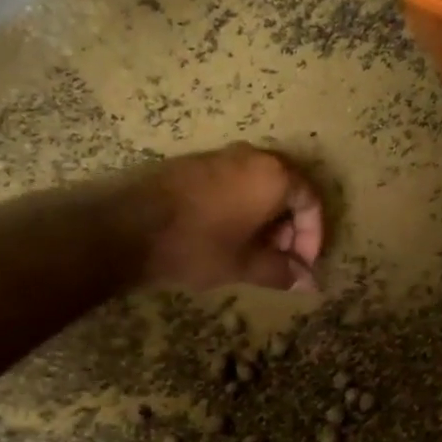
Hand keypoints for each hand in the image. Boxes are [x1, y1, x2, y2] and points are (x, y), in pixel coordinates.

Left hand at [124, 143, 324, 291]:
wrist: (129, 226)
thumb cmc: (198, 246)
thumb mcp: (245, 265)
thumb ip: (281, 272)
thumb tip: (310, 284)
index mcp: (274, 176)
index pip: (311, 201)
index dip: (313, 237)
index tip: (302, 265)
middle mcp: (253, 157)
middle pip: (288, 190)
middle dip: (290, 229)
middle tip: (280, 260)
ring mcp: (223, 156)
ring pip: (261, 187)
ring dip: (267, 220)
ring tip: (255, 253)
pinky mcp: (198, 164)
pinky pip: (236, 183)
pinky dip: (244, 208)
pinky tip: (229, 237)